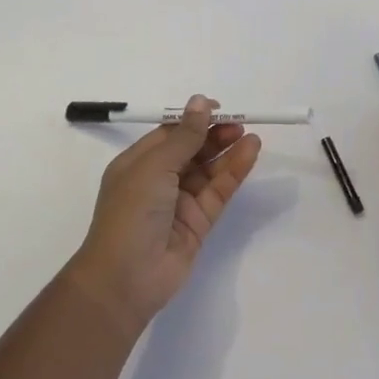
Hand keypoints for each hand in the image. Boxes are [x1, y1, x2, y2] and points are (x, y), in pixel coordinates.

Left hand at [67, 95, 263, 331]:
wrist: (127, 277)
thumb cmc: (132, 212)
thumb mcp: (155, 166)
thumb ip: (184, 136)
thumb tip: (200, 101)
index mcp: (137, 163)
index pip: (169, 133)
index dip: (192, 119)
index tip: (218, 108)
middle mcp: (158, 180)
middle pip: (191, 150)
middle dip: (213, 135)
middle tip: (238, 123)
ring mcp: (179, 202)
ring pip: (208, 170)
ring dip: (227, 152)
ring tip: (250, 136)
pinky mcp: (198, 222)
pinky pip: (218, 191)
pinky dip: (234, 172)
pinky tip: (250, 154)